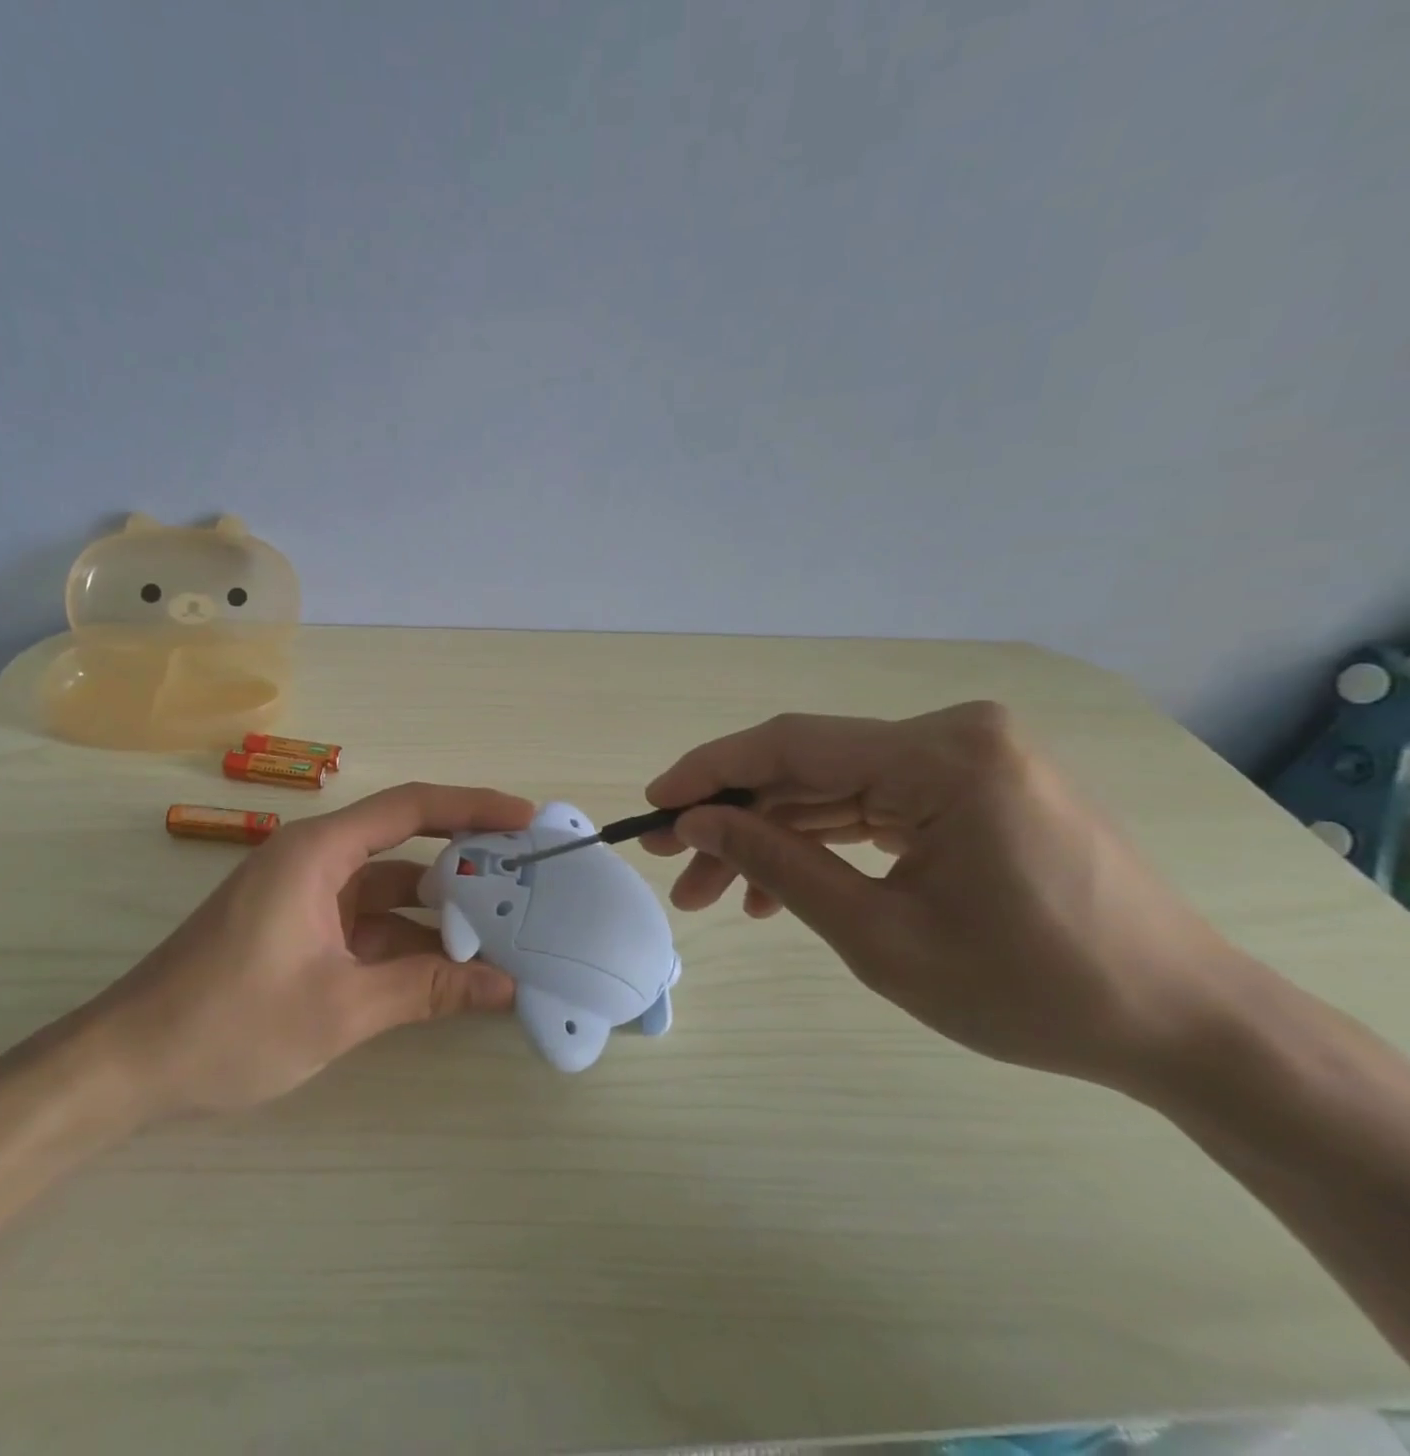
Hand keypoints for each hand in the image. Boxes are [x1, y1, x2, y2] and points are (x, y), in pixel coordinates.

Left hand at [78, 783, 534, 1120]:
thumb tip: (504, 986)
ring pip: (389, 893)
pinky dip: (407, 943)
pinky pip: (367, 925)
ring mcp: (306, 899)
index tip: (526, 819)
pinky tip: (451, 969)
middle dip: (466, 865)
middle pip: (404, 848)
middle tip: (529, 882)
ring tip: (506, 932)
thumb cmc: (229, 1022)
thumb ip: (424, 989)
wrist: (129, 1065)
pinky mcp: (300, 933)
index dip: (473, 807)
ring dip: (439, 915)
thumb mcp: (339, 1007)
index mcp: (318, 852)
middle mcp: (314, 862)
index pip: (410, 807)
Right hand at [642, 701, 1242, 1092]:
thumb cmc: (1032, 989)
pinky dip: (823, 844)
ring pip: (833, 790)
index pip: (791, 745)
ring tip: (715, 895)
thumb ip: (777, 864)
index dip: (708, 772)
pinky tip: (781, 890)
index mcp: (942, 756)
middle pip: (808, 768)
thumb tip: (696, 823)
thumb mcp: (879, 934)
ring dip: (772, 838)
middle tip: (673, 867)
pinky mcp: (974, 789)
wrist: (1186, 1027)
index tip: (651, 807)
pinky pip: (874, 807)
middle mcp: (954, 736)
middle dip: (734, 820)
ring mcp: (968, 760)